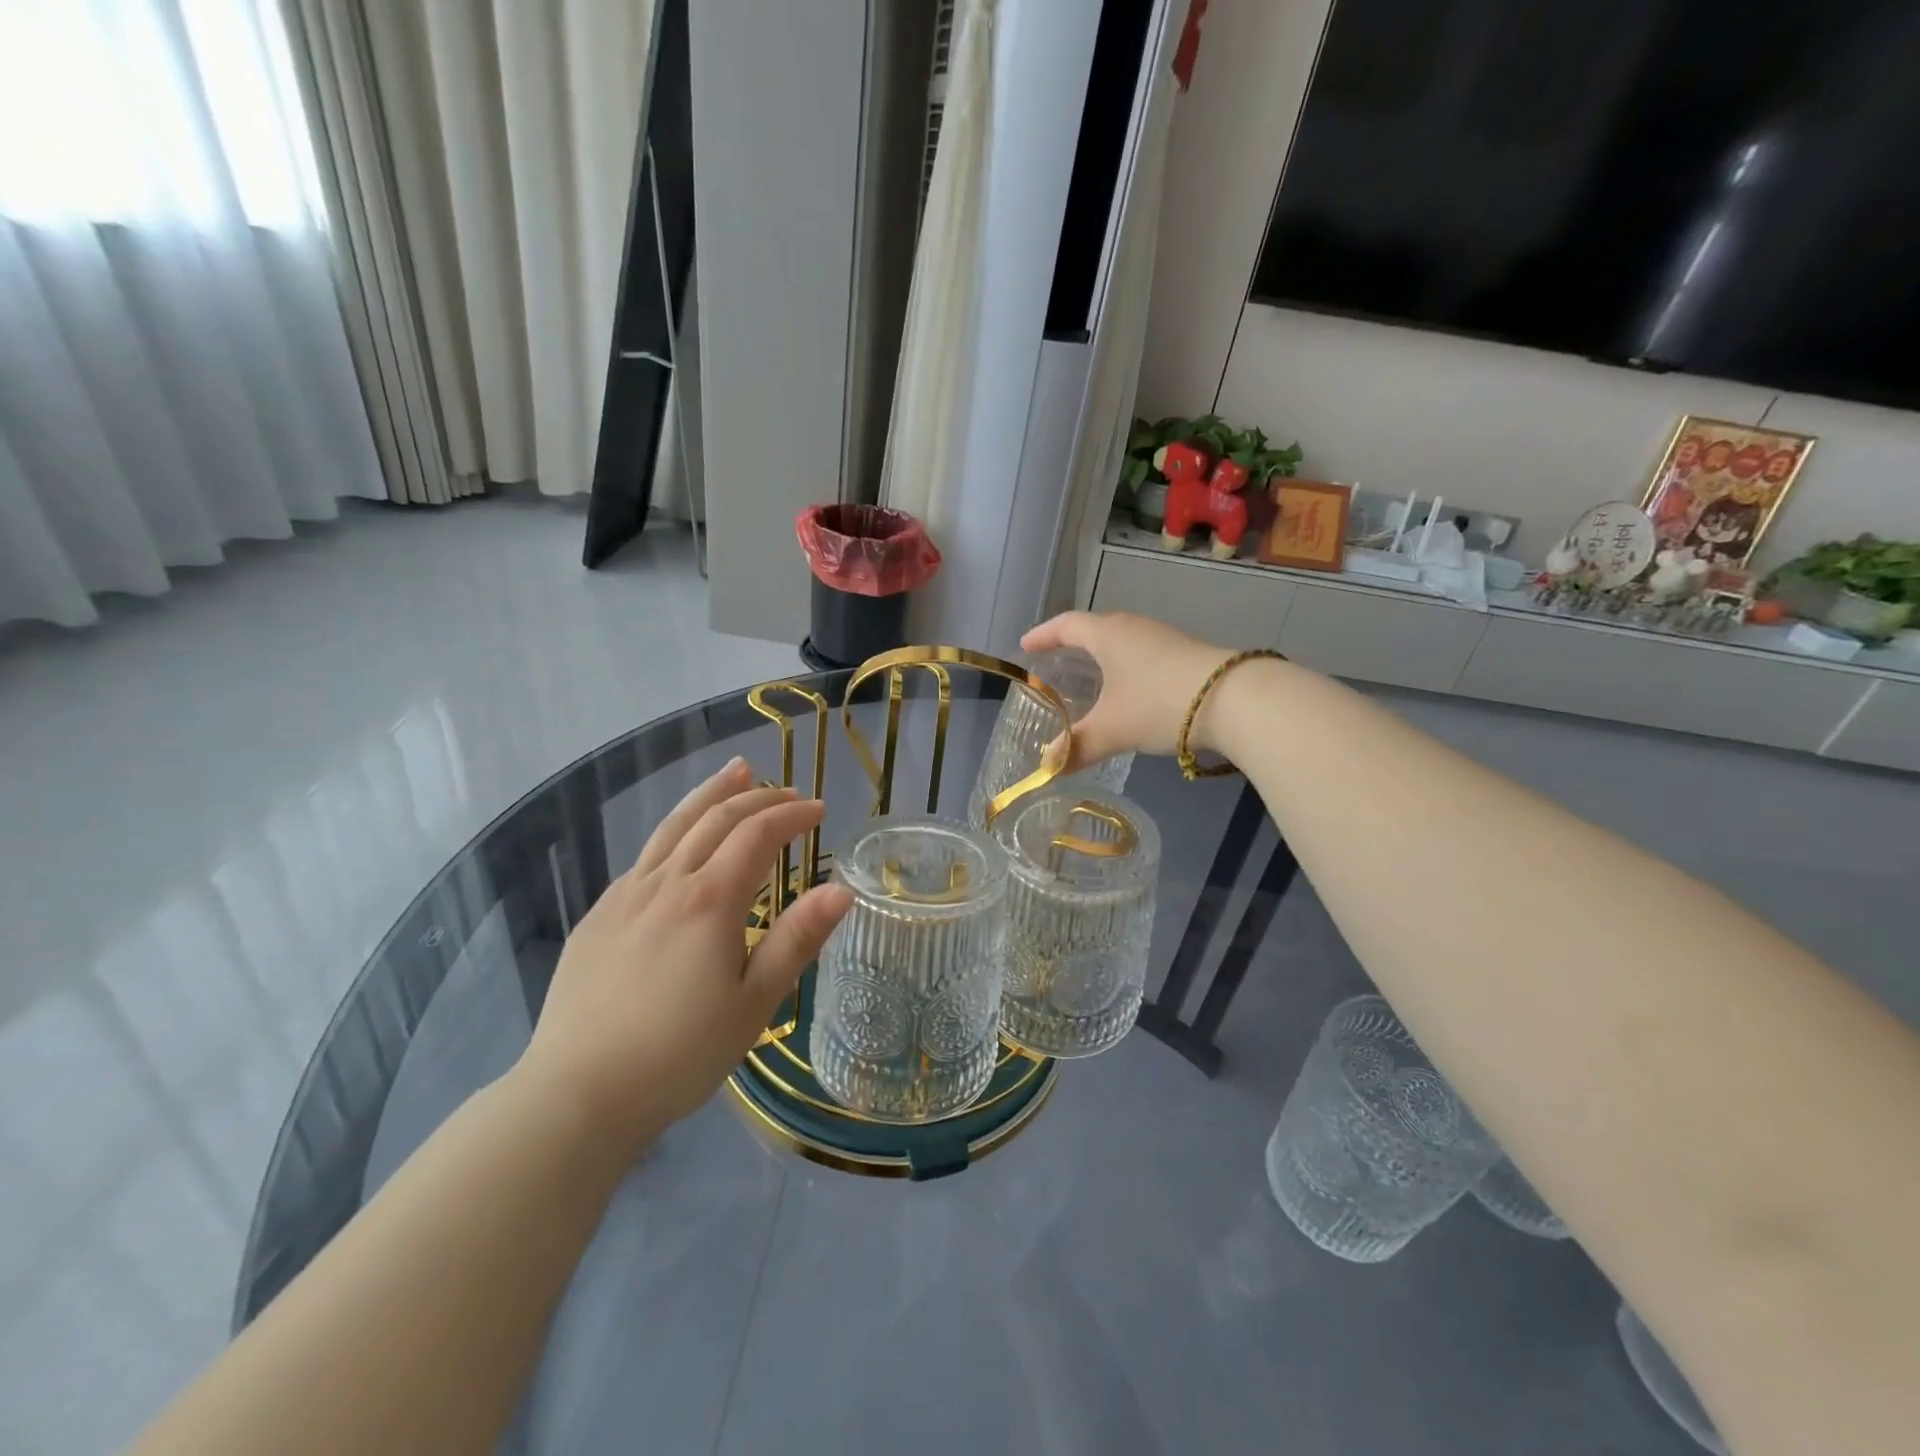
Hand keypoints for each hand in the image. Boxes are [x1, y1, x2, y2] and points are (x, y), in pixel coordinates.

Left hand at [517, 759, 851, 1154]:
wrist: (577, 1093)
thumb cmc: (679, 1054)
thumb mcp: (753, 1003)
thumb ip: (796, 939)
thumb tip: (841, 889)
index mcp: (710, 900)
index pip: (758, 835)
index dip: (792, 816)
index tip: (819, 810)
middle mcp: (667, 883)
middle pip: (715, 818)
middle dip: (757, 797)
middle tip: (788, 792)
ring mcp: (626, 895)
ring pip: (674, 826)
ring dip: (710, 794)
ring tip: (735, 771)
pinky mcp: (599, 915)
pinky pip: (646, 857)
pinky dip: (676, 832)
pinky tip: (682, 843)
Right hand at [1022, 612, 1232, 768]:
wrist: (1235, 700)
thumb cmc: (1160, 704)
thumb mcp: (1112, 730)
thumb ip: (1076, 747)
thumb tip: (1047, 767)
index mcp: (1108, 635)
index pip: (1066, 626)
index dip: (1043, 635)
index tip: (1025, 646)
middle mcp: (1133, 628)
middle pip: (1093, 629)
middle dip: (1071, 645)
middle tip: (1053, 662)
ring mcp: (1162, 639)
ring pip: (1120, 642)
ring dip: (1100, 656)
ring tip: (1087, 678)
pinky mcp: (1184, 654)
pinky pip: (1140, 654)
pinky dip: (1123, 668)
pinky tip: (1127, 691)